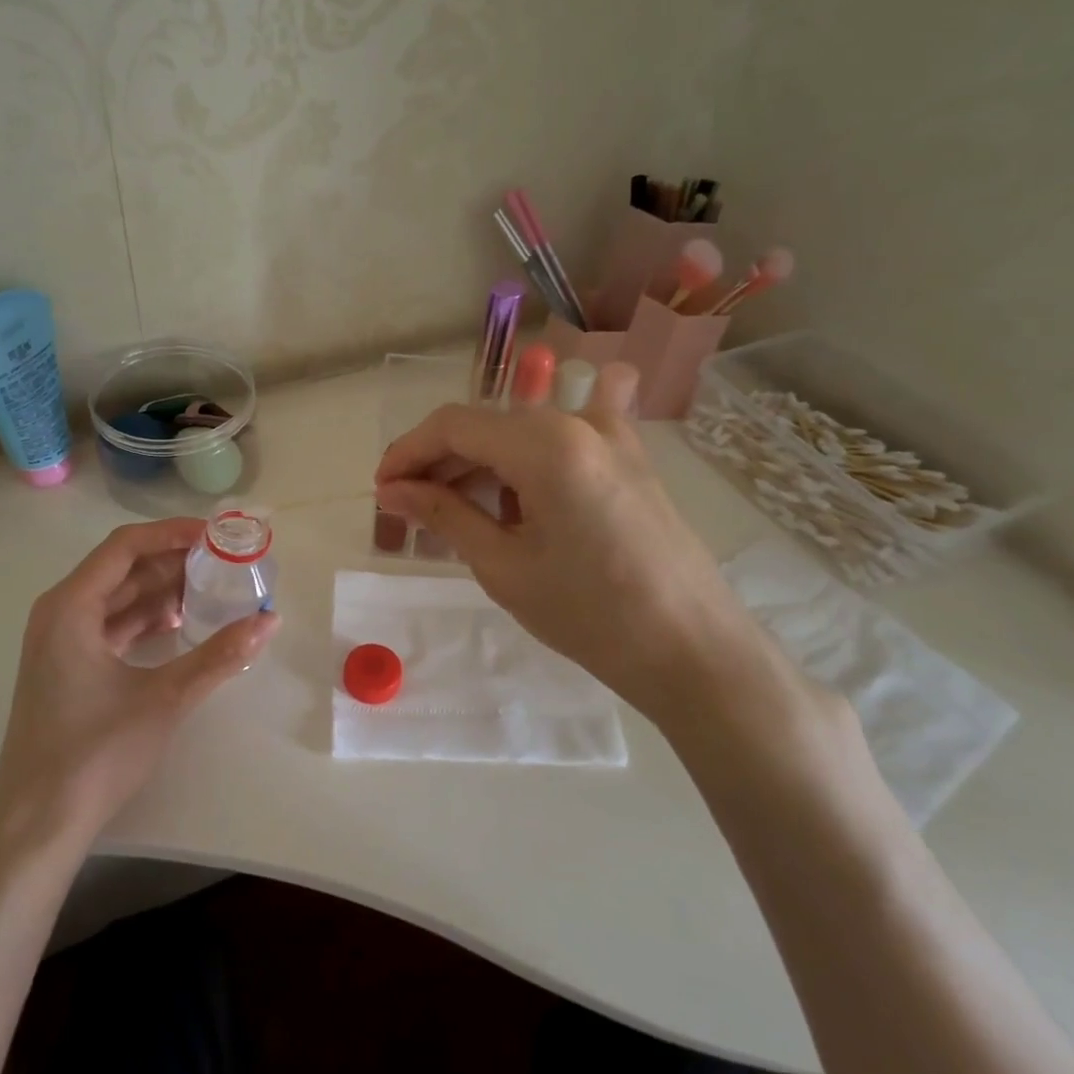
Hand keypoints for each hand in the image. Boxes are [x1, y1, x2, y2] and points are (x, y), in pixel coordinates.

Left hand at [0, 519, 279, 854]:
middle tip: (223, 562)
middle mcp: (59, 613)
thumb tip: (269, 620)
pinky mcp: (67, 666)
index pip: (125, 546)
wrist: (39, 823)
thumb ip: (220, 655)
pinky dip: (145, 619)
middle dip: (173, 562)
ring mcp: (59, 642)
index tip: (216, 536)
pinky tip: (181, 626)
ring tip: (212, 591)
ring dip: (161, 591)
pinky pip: (111, 625)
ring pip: (117, 598)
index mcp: (70, 607)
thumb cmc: (96, 753)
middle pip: (121, 569)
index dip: (172, 534)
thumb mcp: (165, 698)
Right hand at [374, 364, 785, 733]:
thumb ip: (444, 515)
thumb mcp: (503, 566)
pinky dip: (524, 464)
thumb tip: (393, 490)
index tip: (382, 490)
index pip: (453, 425)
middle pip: (487, 424)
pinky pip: (562, 442)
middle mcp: (579, 423)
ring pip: (522, 431)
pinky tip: (509, 498)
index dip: (408, 452)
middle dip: (440, 461)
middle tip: (409, 508)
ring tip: (452, 513)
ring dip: (479, 464)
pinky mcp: (629, 460)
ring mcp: (612, 437)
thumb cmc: (590, 614)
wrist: (692, 650)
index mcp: (545, 444)